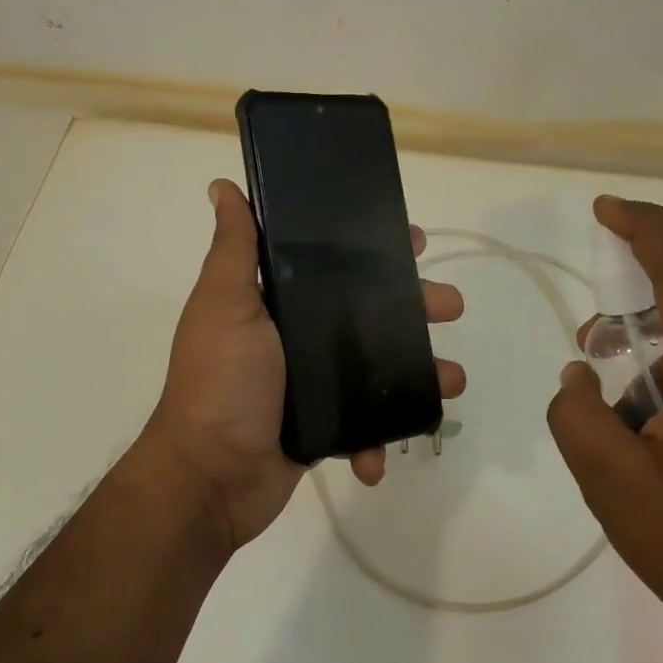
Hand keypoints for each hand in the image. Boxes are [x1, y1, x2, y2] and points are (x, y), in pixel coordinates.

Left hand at [143, 179, 466, 550]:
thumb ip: (234, 248)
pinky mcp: (325, 427)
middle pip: (370, 312)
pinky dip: (379, 438)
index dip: (375, 249)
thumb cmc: (222, 381)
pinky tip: (381, 455)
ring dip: (419, 373)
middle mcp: (299, 337)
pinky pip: (365, 426)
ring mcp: (314, 384)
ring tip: (452, 380)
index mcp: (279, 302)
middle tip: (451, 306)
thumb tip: (222, 185)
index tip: (413, 240)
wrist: (211, 477)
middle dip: (416, 307)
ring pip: (380, 367)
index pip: (335, 263)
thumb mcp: (224, 304)